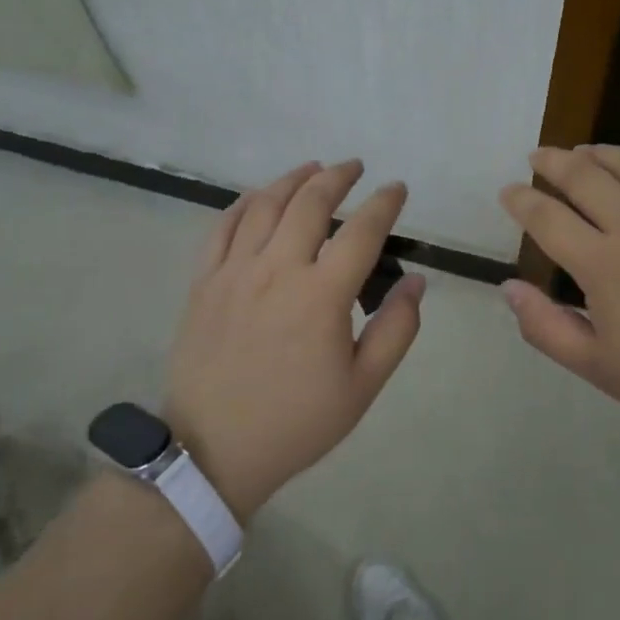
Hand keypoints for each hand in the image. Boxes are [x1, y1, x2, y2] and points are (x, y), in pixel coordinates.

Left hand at [163, 160, 423, 521]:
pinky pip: (223, 226)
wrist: (213, 451)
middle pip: (310, 202)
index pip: (362, 231)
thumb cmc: (296, 422)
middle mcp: (277, 270)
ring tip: (314, 169)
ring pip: (266, 205)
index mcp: (321, 296)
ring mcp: (234, 271)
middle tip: (355, 167)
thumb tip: (415, 280)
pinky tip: (260, 196)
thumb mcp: (362, 387)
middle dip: (338, 177)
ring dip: (294, 179)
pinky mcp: (204, 281)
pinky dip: (245, 202)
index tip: (397, 188)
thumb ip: (396, 329)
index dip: (384, 203)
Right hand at [498, 145, 619, 443]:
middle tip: (537, 156)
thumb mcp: (600, 369)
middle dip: (552, 161)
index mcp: (603, 263)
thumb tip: (509, 288)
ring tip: (580, 151)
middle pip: (583, 175)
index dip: (521, 200)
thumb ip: (547, 327)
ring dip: (596, 152)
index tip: (508, 192)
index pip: (547, 217)